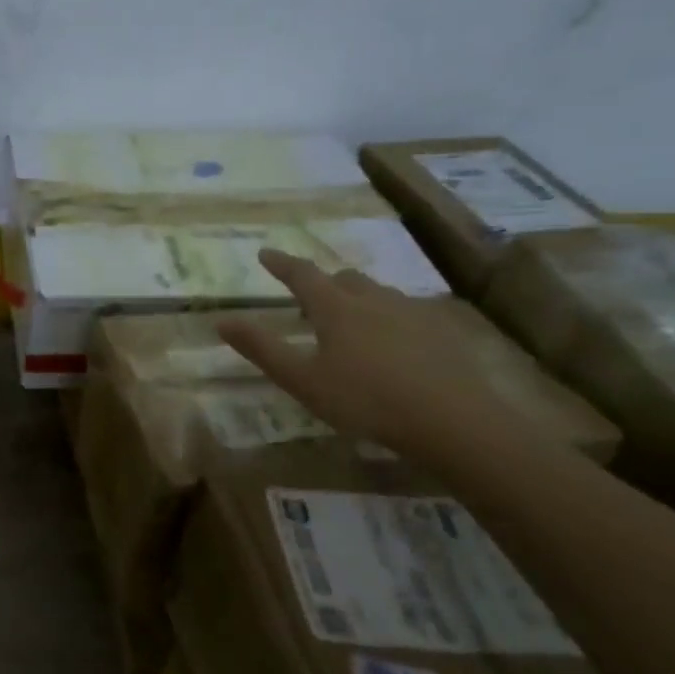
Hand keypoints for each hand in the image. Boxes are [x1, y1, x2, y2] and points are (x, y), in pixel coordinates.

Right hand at [217, 249, 530, 460]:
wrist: (453, 420)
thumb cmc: (365, 400)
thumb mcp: (302, 380)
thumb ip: (261, 348)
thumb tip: (221, 320)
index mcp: (336, 308)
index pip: (302, 275)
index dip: (282, 264)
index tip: (266, 253)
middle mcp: (374, 300)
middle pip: (345, 278)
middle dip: (324, 282)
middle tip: (310, 299)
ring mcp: (413, 313)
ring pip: (379, 293)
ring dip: (358, 297)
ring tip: (351, 320)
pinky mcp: (443, 331)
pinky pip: (408, 312)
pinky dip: (390, 317)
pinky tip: (394, 343)